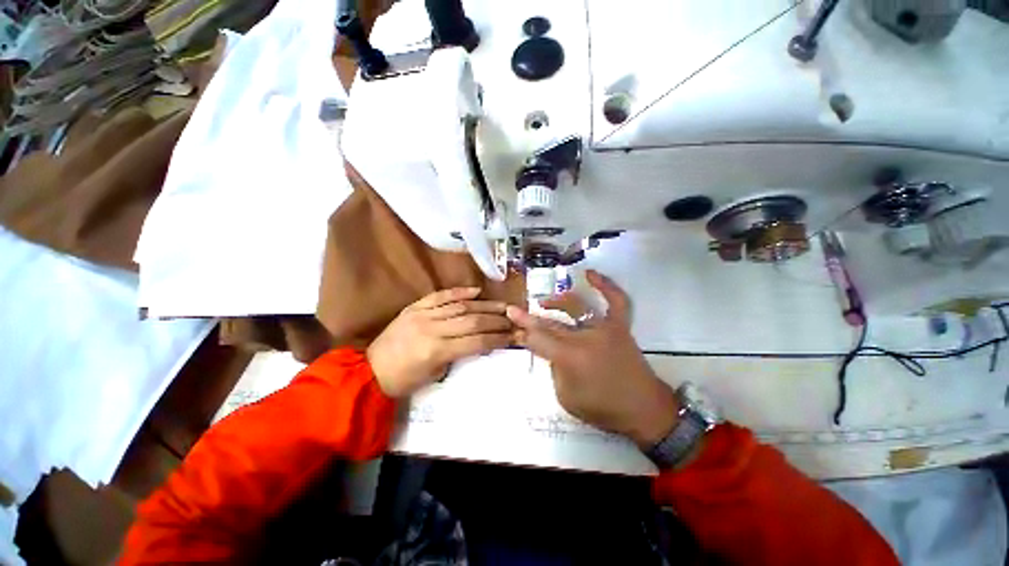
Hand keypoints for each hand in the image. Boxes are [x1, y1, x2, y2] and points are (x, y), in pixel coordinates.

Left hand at [368, 287, 512, 397]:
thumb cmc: (404, 380)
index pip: (476, 341)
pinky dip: (460, 292)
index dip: (497, 338)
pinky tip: (476, 291)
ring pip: (460, 305)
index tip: (513, 335)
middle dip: (496, 319)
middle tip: (513, 317)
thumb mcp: (435, 374)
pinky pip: (441, 295)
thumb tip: (478, 342)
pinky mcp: (415, 306)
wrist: (369, 370)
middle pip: (472, 320)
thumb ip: (458, 355)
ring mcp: (423, 314)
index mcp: (437, 350)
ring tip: (501, 305)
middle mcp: (432, 328)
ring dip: (484, 305)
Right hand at [507, 271, 678, 447]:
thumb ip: (554, 369)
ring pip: (576, 306)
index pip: (538, 338)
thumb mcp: (566, 397)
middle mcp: (585, 337)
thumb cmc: (603, 408)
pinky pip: (615, 300)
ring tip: (544, 302)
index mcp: (570, 357)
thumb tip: (551, 350)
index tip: (511, 320)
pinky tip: (591, 274)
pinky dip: (605, 286)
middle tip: (516, 312)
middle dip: (530, 318)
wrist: (644, 410)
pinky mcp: (620, 327)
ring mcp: (605, 328)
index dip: (523, 330)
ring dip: (557, 302)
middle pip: (551, 323)